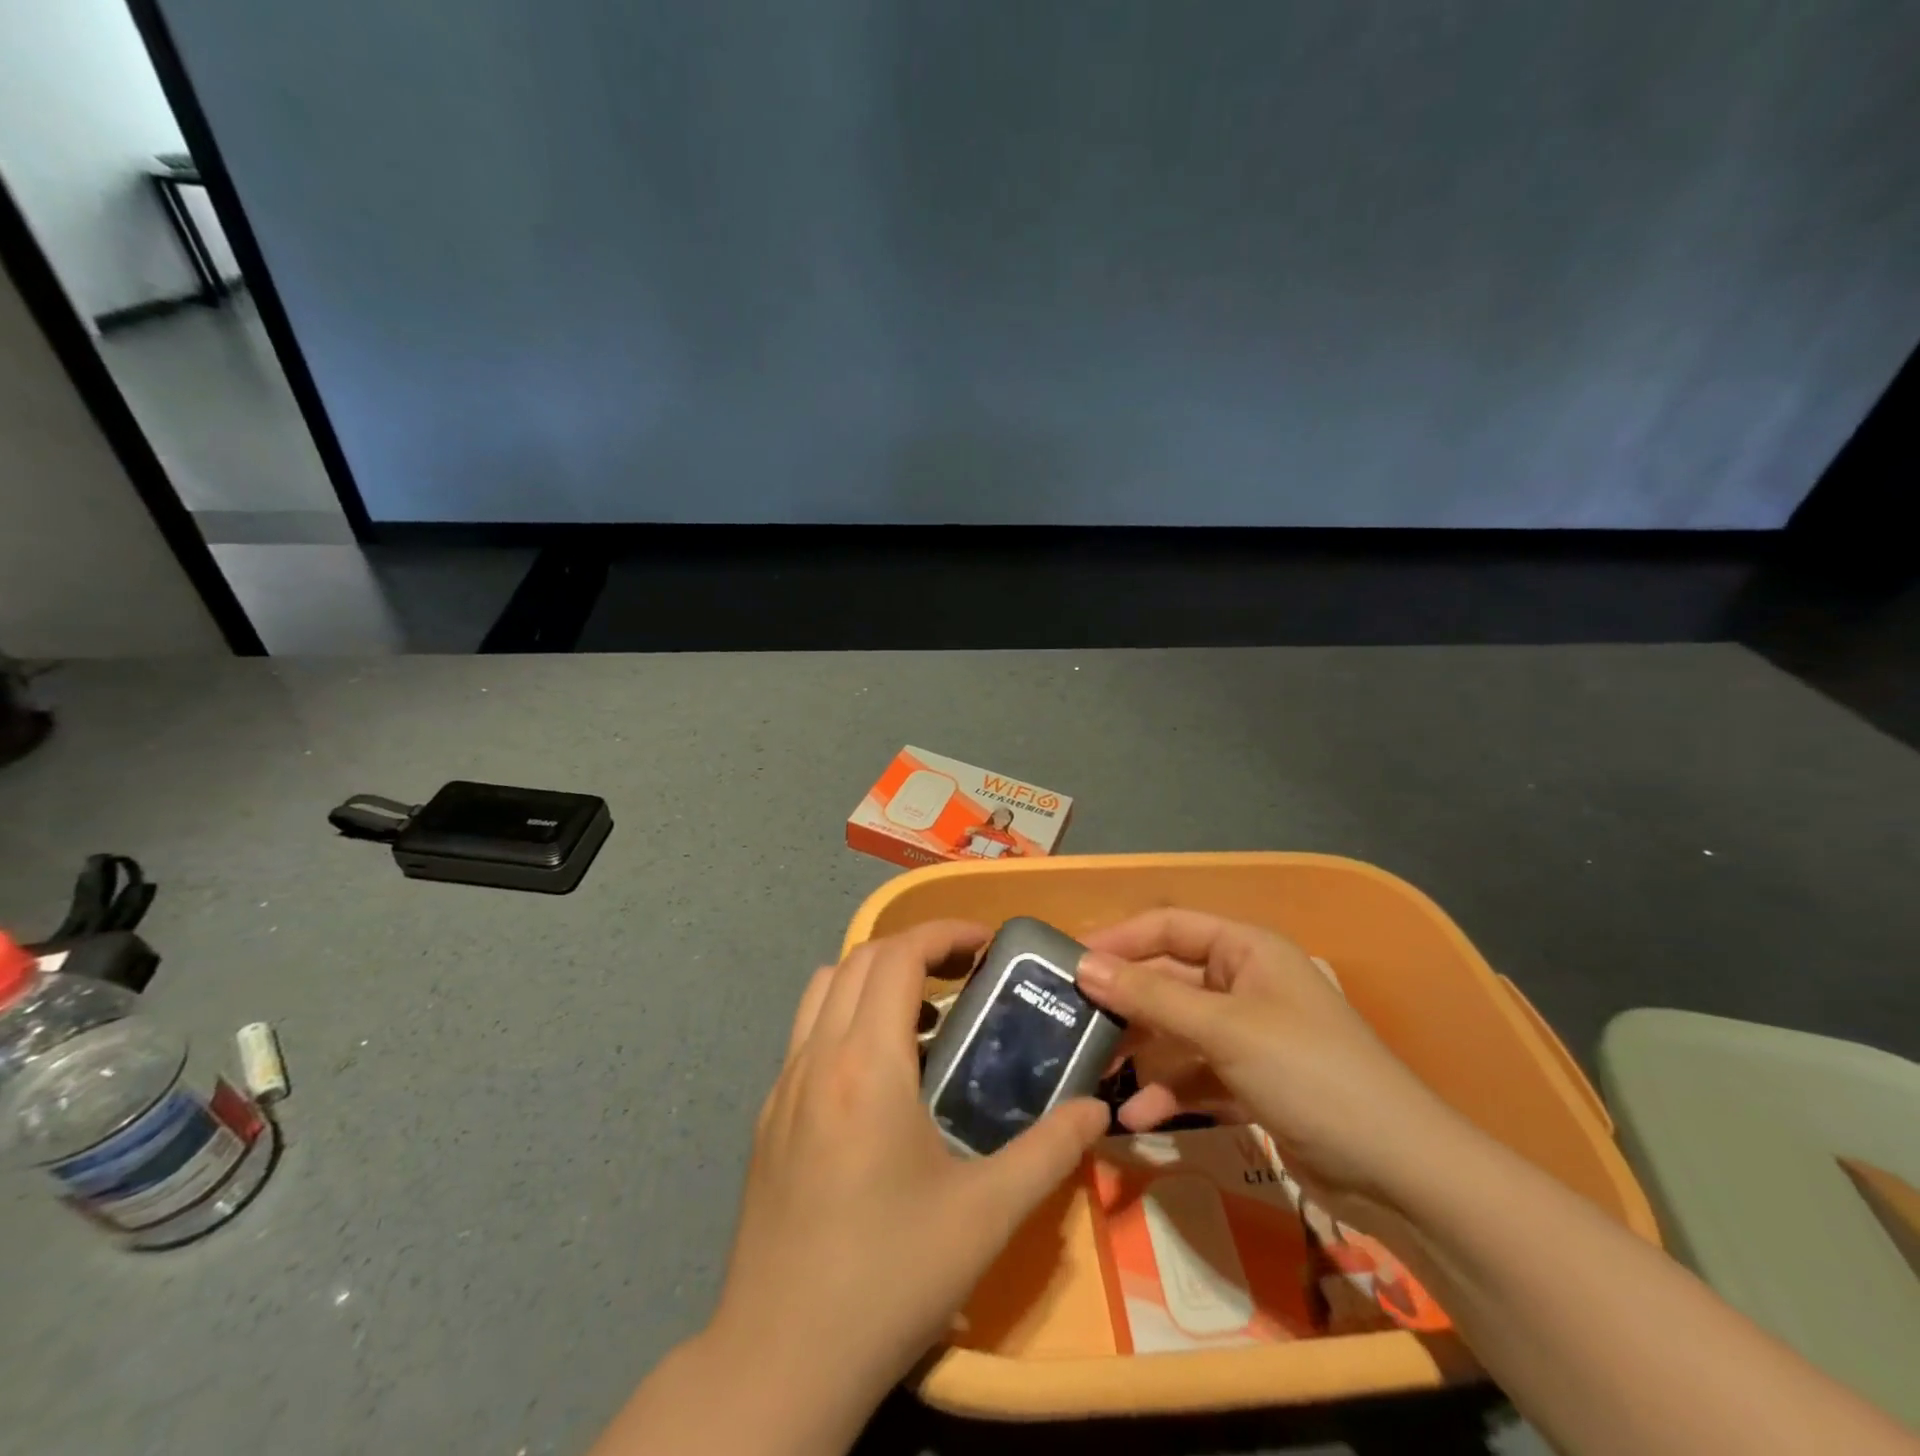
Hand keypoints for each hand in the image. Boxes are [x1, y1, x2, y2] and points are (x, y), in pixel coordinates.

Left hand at [708, 920, 1107, 1408]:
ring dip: (872, 977)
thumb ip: (1049, 1151)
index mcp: (865, 1064)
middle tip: (964, 974)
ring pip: (823, 989)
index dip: (943, 934)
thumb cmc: (889, 1276)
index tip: (985, 945)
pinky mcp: (767, 1116)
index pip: (896, 956)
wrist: (781, 1358)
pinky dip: (845, 1016)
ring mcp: (782, 1085)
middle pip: (858, 959)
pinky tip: (880, 1075)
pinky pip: (806, 1032)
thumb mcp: (986, 1215)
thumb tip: (1098, 1110)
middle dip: (913, 949)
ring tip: (923, 1016)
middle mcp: (815, 1057)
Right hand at [1076, 909, 1467, 1228]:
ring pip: (1176, 1032)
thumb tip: (1083, 966)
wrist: (1401, 1174)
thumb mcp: (1224, 1030)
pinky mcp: (1251, 1082)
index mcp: (1245, 950)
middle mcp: (1244, 983)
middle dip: (1123, 1005)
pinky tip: (1135, 1118)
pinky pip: (1194, 1074)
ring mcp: (1248, 1035)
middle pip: (1167, 981)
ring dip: (1139, 1055)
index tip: (1067, 963)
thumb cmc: (1310, 1074)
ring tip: (1093, 1076)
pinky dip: (1167, 1092)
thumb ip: (1150, 998)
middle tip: (1070, 1024)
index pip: (1167, 927)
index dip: (1117, 940)